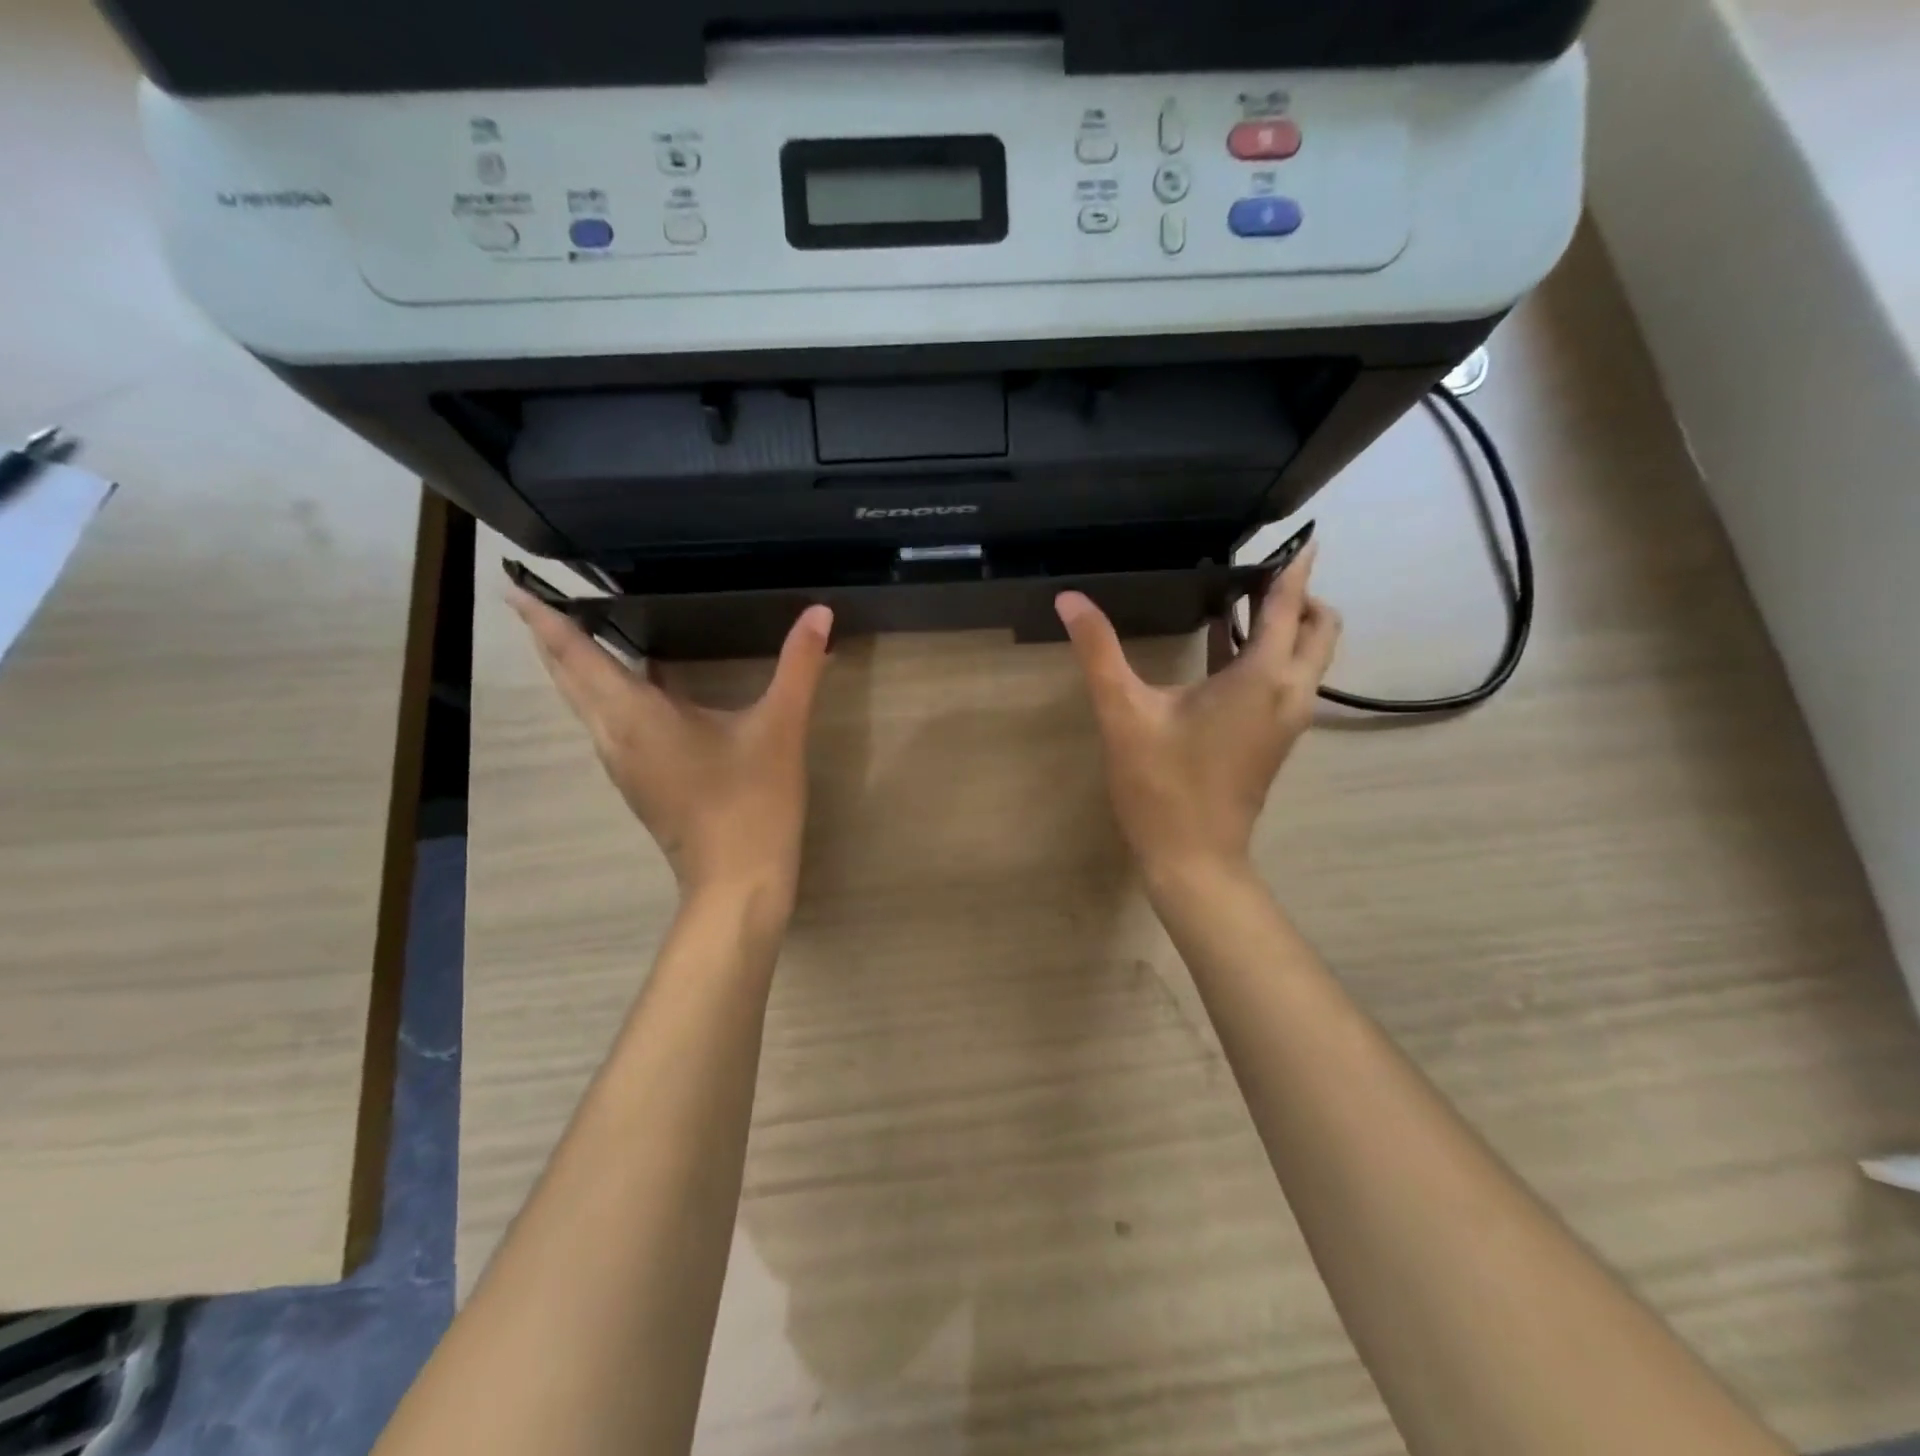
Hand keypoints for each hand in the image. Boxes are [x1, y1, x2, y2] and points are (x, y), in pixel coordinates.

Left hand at [507, 590, 834, 915]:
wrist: (738, 883)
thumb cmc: (751, 801)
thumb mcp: (780, 728)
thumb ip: (797, 666)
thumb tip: (820, 611)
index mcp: (636, 715)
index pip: (577, 655)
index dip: (544, 619)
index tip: (512, 586)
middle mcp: (615, 737)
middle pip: (568, 680)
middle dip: (549, 640)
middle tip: (536, 600)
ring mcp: (624, 766)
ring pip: (584, 707)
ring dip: (572, 669)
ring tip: (576, 632)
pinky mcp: (641, 784)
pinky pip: (606, 726)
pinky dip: (601, 696)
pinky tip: (633, 688)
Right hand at [1055, 547, 1339, 881]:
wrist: (1194, 859)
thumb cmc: (1161, 786)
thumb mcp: (1124, 713)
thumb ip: (1099, 651)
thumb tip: (1070, 599)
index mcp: (1262, 678)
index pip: (1289, 606)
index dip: (1294, 568)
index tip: (1301, 535)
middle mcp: (1288, 693)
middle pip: (1319, 629)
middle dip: (1298, 597)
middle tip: (1254, 576)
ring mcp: (1287, 720)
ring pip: (1308, 658)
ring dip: (1285, 627)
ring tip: (1237, 604)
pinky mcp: (1274, 740)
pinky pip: (1288, 680)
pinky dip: (1271, 656)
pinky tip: (1223, 652)